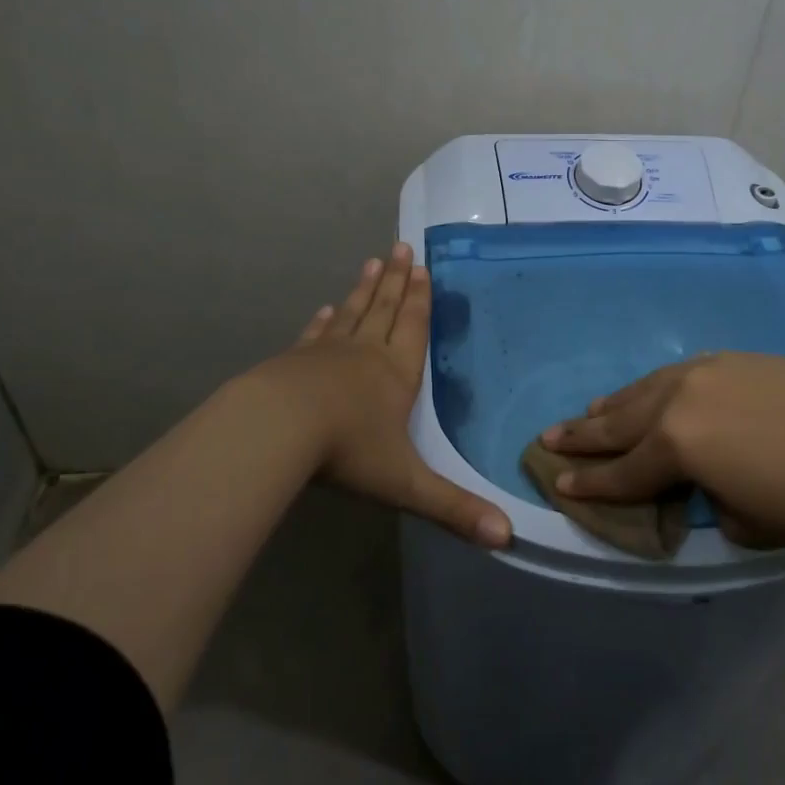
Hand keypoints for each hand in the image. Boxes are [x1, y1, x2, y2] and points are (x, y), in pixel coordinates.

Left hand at [256, 242, 511, 548]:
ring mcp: (326, 354)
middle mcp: (365, 354)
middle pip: (385, 310)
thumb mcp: (406, 484)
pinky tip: (323, 308)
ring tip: (372, 263)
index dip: (420, 299)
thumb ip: (453, 508)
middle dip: (396, 281)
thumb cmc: (348, 450)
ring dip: (364, 289)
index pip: (414, 328)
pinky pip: (314, 335)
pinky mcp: (294, 361)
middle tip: (401, 248)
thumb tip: (506, 537)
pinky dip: (322, 321)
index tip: (422, 267)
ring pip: (351, 313)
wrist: (277, 429)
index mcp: (396, 375)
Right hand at [540, 352, 784, 546]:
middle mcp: (679, 400)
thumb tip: (696, 481)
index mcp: (677, 445)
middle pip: (619, 421)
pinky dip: (653, 389)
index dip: (588, 482)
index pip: (622, 471)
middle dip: (582, 434)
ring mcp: (704, 372)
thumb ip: (702, 498)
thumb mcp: (741, 521)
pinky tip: (648, 393)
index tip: (556, 482)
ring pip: (644, 390)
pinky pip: (676, 375)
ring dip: (613, 405)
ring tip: (587, 412)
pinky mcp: (730, 361)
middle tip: (547, 438)